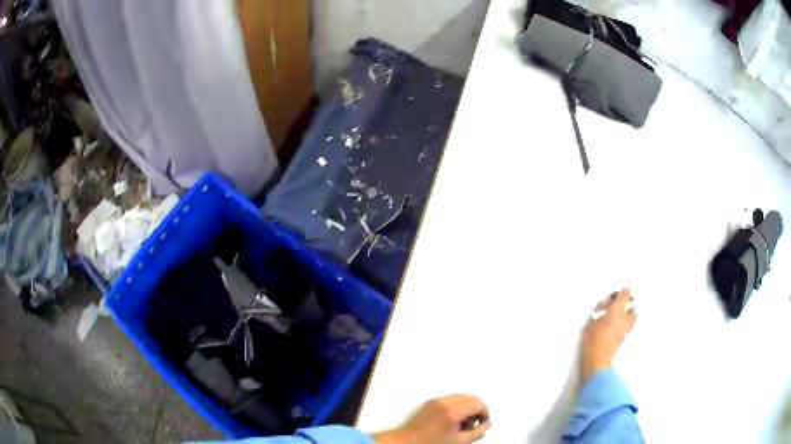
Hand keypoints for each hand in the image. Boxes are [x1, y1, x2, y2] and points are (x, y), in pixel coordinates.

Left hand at [373, 395, 490, 443]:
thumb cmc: (428, 443)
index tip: (482, 423)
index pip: (478, 403)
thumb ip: (478, 432)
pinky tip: (451, 421)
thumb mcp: (459, 442)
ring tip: (461, 424)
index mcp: (452, 410)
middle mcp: (443, 401)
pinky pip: (449, 399)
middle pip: (470, 397)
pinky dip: (456, 406)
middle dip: (476, 409)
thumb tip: (486, 424)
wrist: (406, 442)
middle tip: (473, 424)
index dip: (484, 413)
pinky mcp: (429, 402)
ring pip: (460, 397)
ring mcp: (435, 400)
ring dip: (466, 407)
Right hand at [581, 289, 635, 380]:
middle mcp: (627, 316)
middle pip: (631, 303)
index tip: (613, 296)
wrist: (598, 358)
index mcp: (619, 308)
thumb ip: (603, 307)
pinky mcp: (626, 336)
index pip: (626, 294)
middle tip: (617, 303)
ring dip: (629, 311)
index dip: (620, 293)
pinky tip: (620, 324)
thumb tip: (609, 301)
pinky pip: (630, 323)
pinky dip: (627, 320)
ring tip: (621, 312)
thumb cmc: (593, 337)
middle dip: (626, 301)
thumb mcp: (593, 318)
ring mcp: (628, 326)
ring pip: (633, 314)